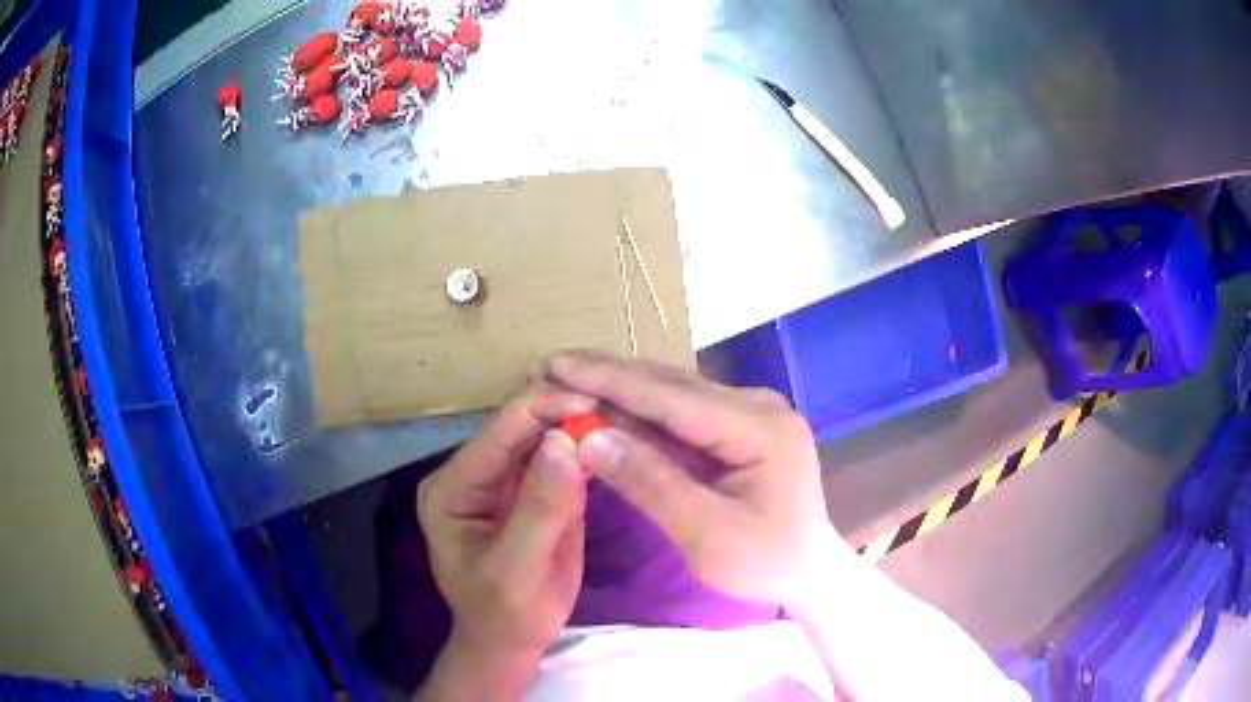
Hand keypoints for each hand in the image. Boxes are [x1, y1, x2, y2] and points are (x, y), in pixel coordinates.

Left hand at [416, 382, 594, 667]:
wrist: (512, 641)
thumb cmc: (505, 614)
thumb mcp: (517, 570)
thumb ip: (539, 509)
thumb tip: (566, 441)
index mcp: (453, 485)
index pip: (500, 431)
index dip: (545, 409)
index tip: (597, 403)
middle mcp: (475, 472)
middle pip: (522, 426)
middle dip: (567, 412)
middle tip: (619, 404)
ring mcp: (504, 480)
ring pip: (545, 437)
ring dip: (581, 425)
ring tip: (624, 414)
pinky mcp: (532, 491)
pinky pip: (561, 459)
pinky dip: (588, 449)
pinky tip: (616, 439)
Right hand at [541, 351, 846, 605]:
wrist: (809, 571)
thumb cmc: (764, 563)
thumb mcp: (707, 535)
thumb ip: (652, 483)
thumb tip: (590, 438)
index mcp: (759, 427)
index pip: (671, 397)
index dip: (609, 380)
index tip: (555, 365)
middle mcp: (756, 405)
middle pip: (670, 385)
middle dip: (607, 375)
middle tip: (548, 366)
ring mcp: (749, 412)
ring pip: (673, 393)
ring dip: (619, 387)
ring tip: (567, 377)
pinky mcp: (739, 426)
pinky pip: (682, 413)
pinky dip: (640, 410)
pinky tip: (606, 403)